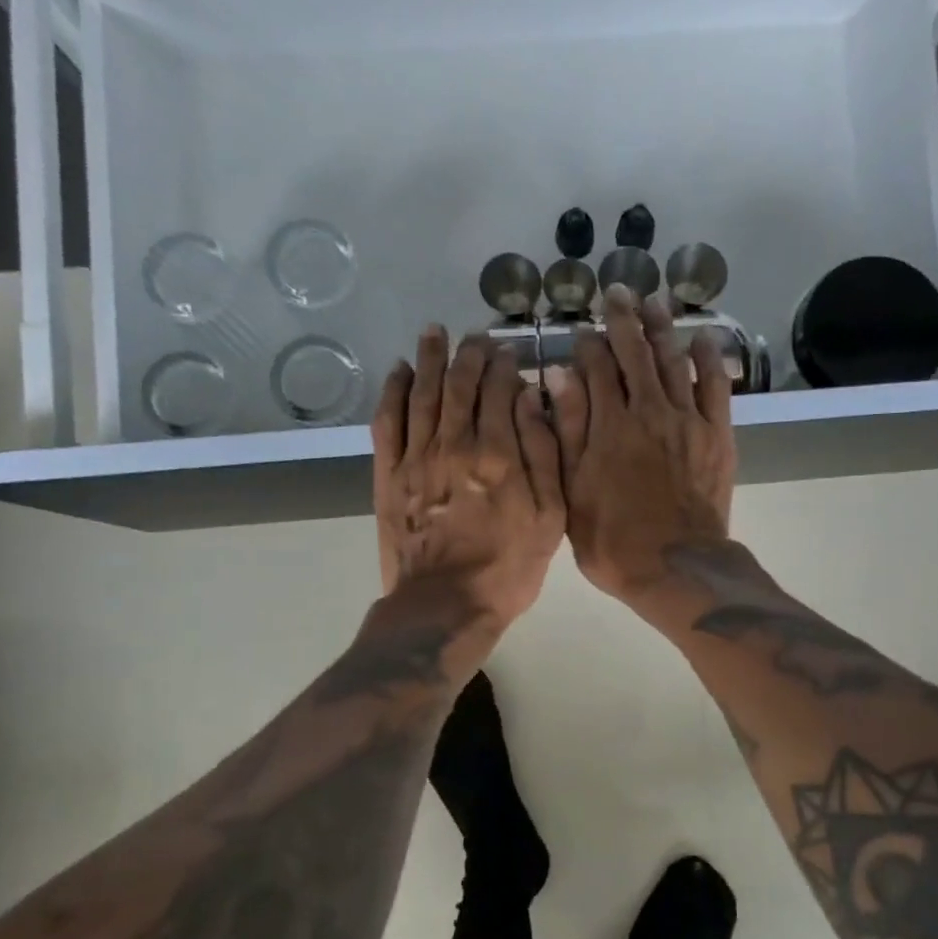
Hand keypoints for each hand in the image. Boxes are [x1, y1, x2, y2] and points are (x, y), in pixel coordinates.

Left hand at [372, 328, 565, 635]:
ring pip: (422, 393)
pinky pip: (387, 421)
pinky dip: (392, 391)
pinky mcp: (388, 475)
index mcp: (498, 453)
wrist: (445, 606)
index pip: (499, 390)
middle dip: (468, 353)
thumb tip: (529, 399)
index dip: (504, 365)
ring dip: (429, 359)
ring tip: (435, 332)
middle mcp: (454, 443)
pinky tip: (398, 372)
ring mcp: (415, 457)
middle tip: (474, 336)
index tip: (508, 352)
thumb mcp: (550, 518)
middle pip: (459, 384)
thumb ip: (543, 454)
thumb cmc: (507, 568)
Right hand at [552, 286, 735, 603]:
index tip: (583, 332)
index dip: (587, 345)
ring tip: (655, 302)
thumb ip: (565, 432)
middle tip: (618, 292)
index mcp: (607, 426)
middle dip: (624, 320)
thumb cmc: (612, 540)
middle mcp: (647, 411)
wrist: (675, 566)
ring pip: (673, 361)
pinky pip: (715, 387)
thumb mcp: (571, 492)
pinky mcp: (716, 435)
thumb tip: (557, 376)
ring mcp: (686, 420)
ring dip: (662, 329)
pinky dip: (709, 360)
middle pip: (634, 354)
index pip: (595, 368)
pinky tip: (702, 339)